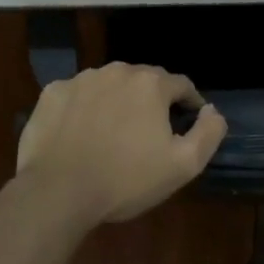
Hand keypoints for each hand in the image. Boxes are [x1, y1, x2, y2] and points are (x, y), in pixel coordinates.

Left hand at [16, 63, 227, 227]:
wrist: (58, 192)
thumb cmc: (126, 179)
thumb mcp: (183, 165)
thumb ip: (208, 133)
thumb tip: (211, 111)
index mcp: (151, 84)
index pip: (181, 85)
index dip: (189, 104)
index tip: (188, 123)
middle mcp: (117, 71)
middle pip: (144, 81)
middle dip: (152, 101)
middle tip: (150, 132)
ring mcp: (81, 80)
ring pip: (110, 85)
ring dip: (118, 102)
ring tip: (114, 133)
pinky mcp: (52, 93)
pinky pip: (78, 96)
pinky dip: (85, 109)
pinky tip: (82, 134)